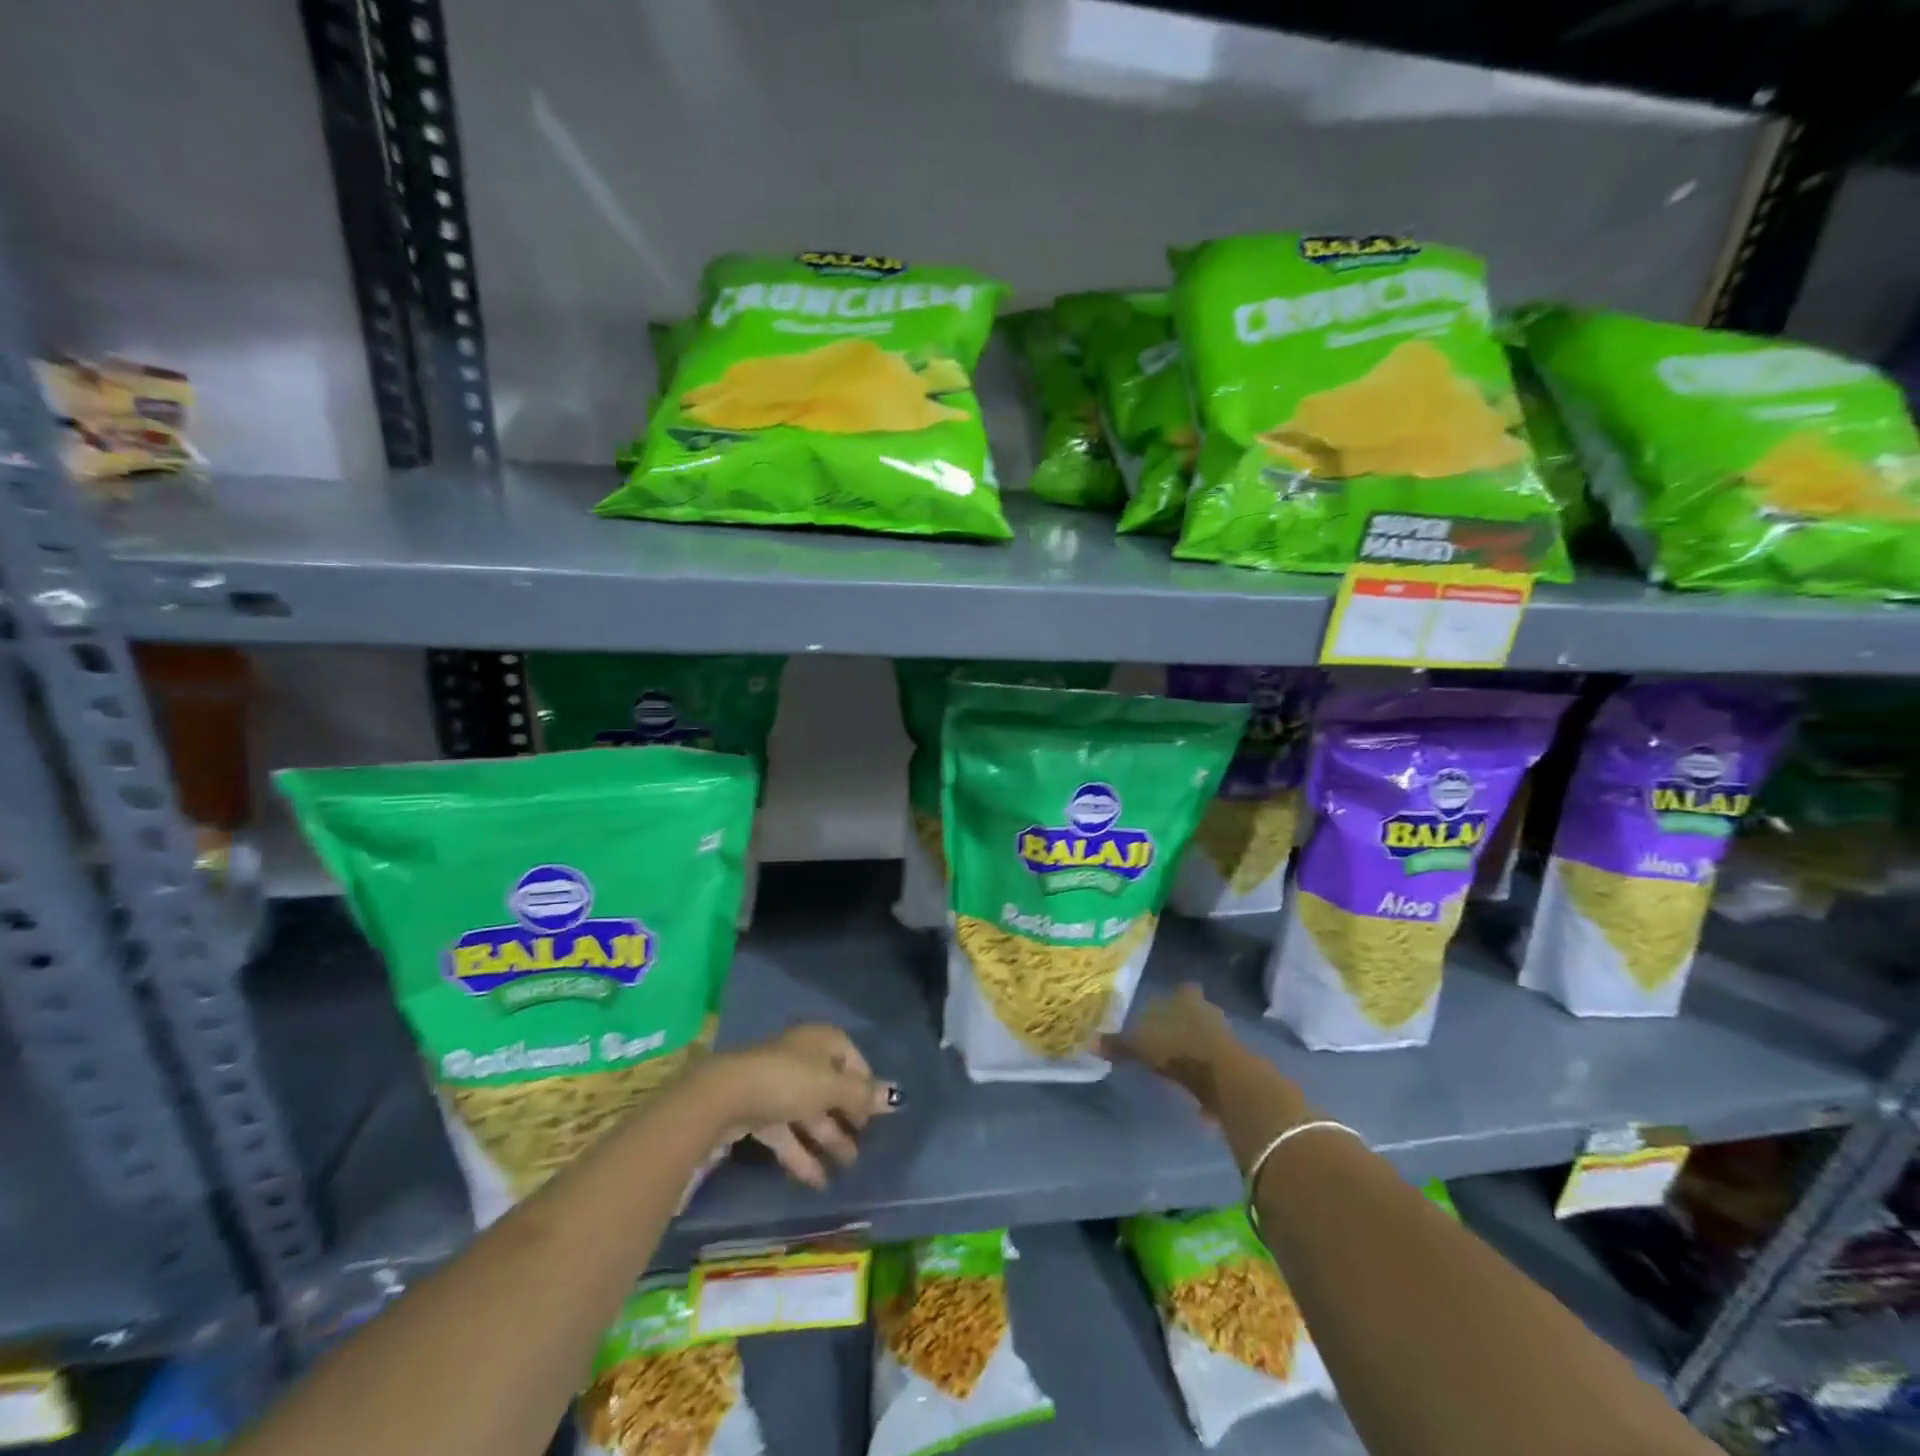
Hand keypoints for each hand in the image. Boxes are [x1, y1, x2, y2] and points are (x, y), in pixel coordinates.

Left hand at [697, 1024, 898, 1188]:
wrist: (725, 1095)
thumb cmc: (788, 1081)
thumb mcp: (832, 1088)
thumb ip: (863, 1095)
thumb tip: (897, 1096)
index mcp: (822, 1041)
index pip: (853, 1060)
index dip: (866, 1087)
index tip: (876, 1115)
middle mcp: (802, 1057)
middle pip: (831, 1087)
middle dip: (847, 1117)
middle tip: (864, 1145)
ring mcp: (778, 1083)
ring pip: (809, 1112)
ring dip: (828, 1139)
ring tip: (847, 1167)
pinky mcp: (758, 1110)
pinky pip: (787, 1131)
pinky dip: (801, 1153)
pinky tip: (817, 1181)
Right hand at [1104, 983, 1244, 1120]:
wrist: (1224, 1076)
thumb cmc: (1178, 1048)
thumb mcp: (1140, 1047)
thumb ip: (1117, 1045)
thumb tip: (1088, 1043)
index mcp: (1186, 998)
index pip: (1182, 989)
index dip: (1176, 997)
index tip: (1164, 1008)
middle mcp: (1208, 1011)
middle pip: (1196, 1012)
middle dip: (1184, 1023)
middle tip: (1166, 1036)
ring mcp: (1224, 1036)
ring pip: (1206, 1037)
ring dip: (1195, 1048)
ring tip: (1176, 1064)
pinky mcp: (1234, 1063)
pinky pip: (1214, 1063)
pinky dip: (1204, 1073)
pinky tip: (1192, 1088)